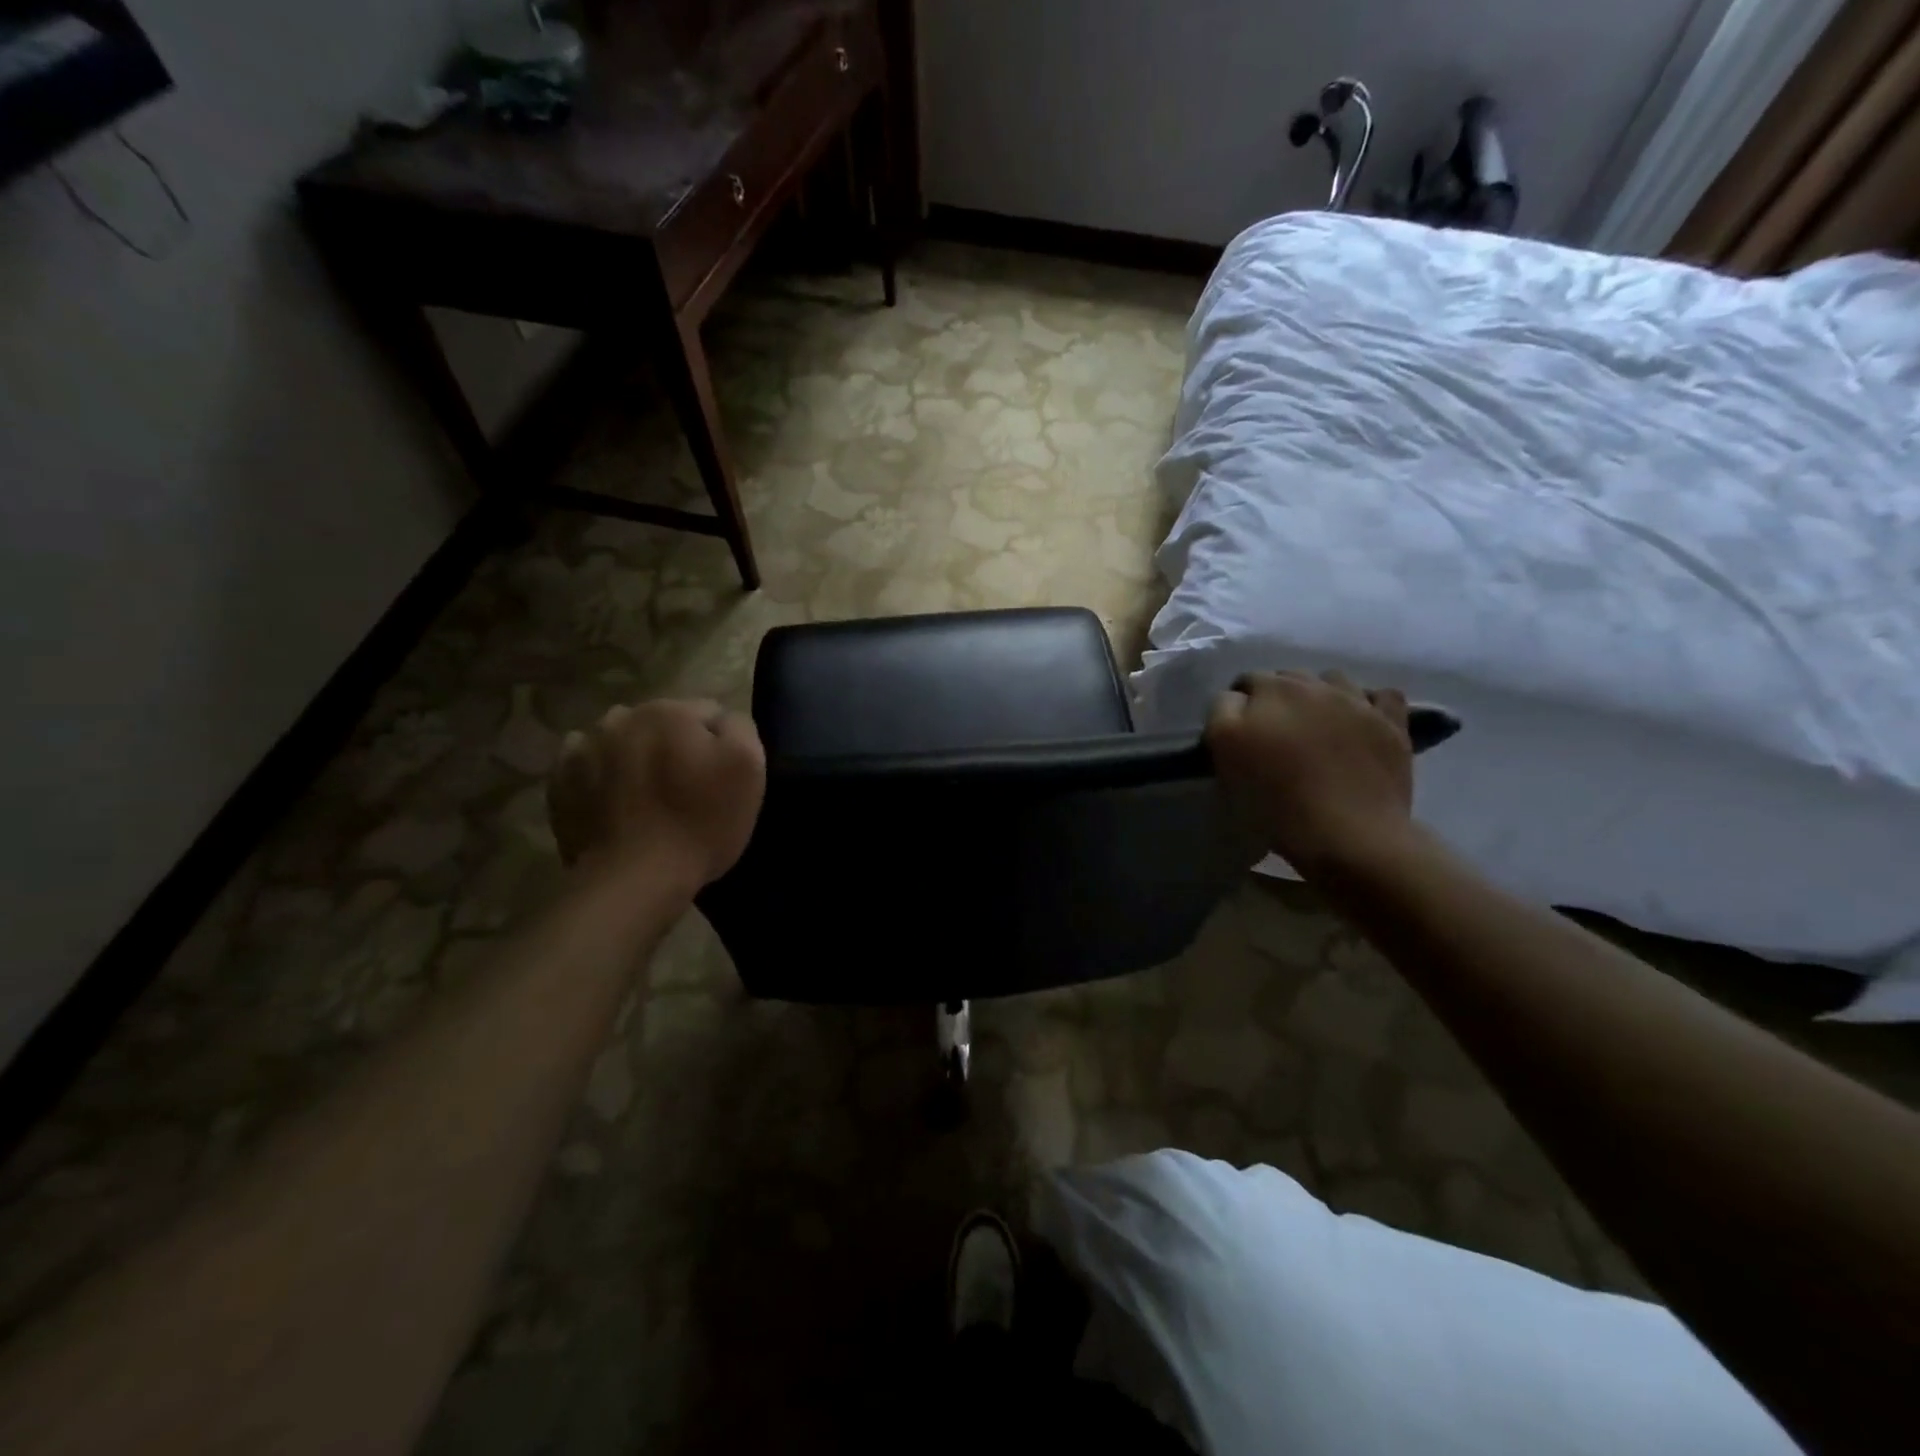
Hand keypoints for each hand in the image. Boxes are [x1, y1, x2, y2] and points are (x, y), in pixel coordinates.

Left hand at [548, 699, 766, 890]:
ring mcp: (584, 748)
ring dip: (635, 755)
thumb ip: (739, 727)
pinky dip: (601, 775)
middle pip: (661, 723)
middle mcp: (622, 717)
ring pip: (622, 740)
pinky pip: (587, 764)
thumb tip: (721, 719)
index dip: (719, 744)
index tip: (720, 776)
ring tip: (647, 794)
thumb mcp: (748, 768)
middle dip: (675, 745)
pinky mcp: (559, 780)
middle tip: (685, 787)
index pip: (708, 712)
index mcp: (670, 711)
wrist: (634, 879)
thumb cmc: (700, 823)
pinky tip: (615, 801)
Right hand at [1206, 671, 1413, 876]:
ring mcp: (1356, 701)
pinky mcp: (1391, 723)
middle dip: (1276, 698)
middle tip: (1275, 736)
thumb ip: (1223, 714)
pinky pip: (1382, 696)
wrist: (1348, 834)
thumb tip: (1236, 699)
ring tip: (1316, 726)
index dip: (1238, 708)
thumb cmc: (1275, 801)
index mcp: (1268, 691)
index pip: (1243, 684)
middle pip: (1286, 678)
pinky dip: (1368, 703)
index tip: (1239, 736)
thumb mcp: (1225, 756)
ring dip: (1319, 695)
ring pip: (1331, 680)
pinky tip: (1360, 721)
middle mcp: (1311, 685)